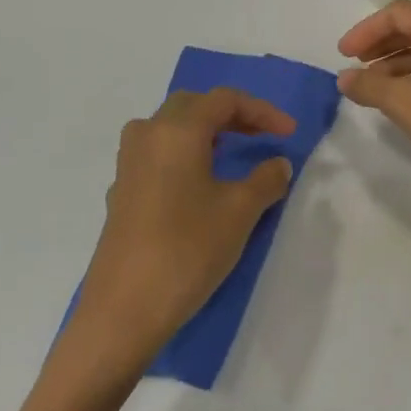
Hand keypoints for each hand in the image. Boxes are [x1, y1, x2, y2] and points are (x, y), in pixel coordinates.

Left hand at [71, 89, 295, 362]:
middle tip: (261, 135)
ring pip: (168, 127)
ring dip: (203, 131)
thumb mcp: (240, 212)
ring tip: (230, 153)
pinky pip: (155, 154)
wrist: (124, 310)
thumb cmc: (187, 250)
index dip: (262, 110)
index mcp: (177, 131)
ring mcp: (128, 165)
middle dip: (231, 114)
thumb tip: (277, 164)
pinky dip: (183, 154)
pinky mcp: (121, 193)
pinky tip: (198, 185)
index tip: (289, 133)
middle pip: (192, 105)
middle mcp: (147, 136)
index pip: (224, 100)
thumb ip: (266, 180)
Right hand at [337, 1, 410, 205]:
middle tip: (356, 68)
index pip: (398, 12)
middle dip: (381, 46)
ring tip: (374, 91)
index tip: (343, 55)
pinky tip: (407, 104)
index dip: (366, 30)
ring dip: (398, 66)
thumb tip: (344, 77)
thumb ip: (368, 86)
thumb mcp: (403, 102)